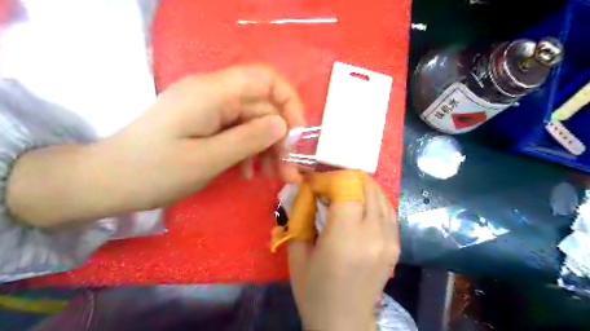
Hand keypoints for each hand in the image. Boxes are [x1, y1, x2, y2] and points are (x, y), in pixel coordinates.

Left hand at [7, 65, 306, 225]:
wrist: (108, 181)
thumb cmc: (154, 171)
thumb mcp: (207, 159)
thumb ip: (249, 139)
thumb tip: (283, 125)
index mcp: (212, 92)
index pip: (265, 79)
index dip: (289, 102)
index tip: (298, 135)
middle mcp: (214, 94)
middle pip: (262, 107)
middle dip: (281, 139)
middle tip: (290, 172)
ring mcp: (209, 110)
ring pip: (253, 123)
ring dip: (268, 149)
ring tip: (274, 177)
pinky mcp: (206, 124)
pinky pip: (238, 133)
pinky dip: (249, 152)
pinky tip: (249, 173)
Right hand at [287, 178, 397, 330]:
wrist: (343, 322)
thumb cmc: (314, 291)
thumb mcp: (298, 253)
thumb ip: (300, 217)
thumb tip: (305, 191)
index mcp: (346, 237)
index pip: (348, 188)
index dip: (331, 178)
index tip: (316, 183)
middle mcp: (374, 234)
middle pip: (367, 187)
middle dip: (347, 178)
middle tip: (329, 184)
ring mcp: (390, 240)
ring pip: (381, 195)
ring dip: (362, 187)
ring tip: (344, 191)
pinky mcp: (396, 245)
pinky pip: (389, 210)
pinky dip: (375, 200)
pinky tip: (362, 204)